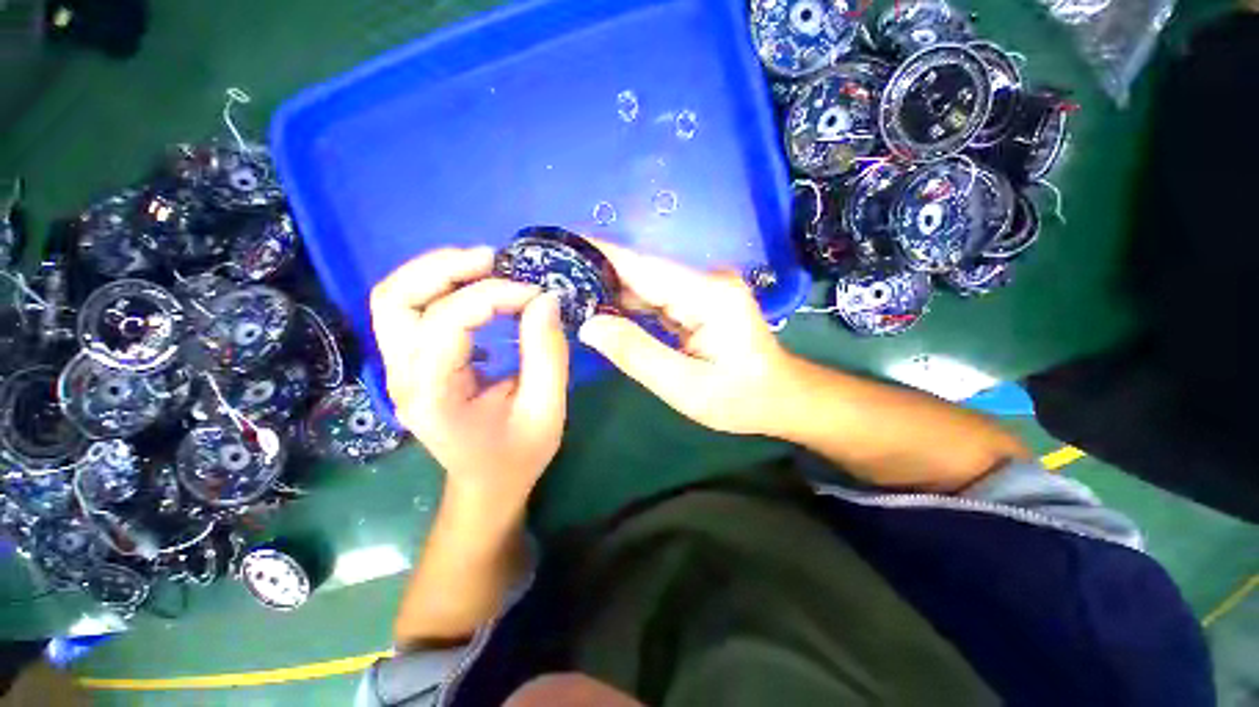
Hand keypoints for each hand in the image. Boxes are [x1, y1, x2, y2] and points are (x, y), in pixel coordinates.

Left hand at [370, 248, 568, 509]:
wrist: (487, 484)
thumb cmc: (518, 455)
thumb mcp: (546, 410)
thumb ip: (548, 354)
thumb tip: (546, 299)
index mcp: (433, 395)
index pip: (446, 322)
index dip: (493, 296)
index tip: (535, 295)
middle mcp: (403, 377)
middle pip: (396, 299)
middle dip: (445, 268)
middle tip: (494, 259)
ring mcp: (400, 368)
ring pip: (395, 298)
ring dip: (437, 272)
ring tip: (485, 266)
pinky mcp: (412, 363)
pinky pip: (412, 310)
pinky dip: (440, 289)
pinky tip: (477, 294)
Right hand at [578, 241, 797, 435]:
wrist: (781, 398)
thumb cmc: (741, 398)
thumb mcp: (686, 388)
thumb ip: (637, 354)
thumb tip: (589, 325)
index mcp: (708, 295)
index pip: (642, 265)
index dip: (599, 253)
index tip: (560, 244)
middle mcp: (705, 281)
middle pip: (641, 272)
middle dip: (597, 273)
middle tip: (552, 277)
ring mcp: (702, 289)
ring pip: (645, 284)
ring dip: (608, 289)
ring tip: (567, 291)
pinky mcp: (698, 301)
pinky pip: (654, 298)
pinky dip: (627, 304)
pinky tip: (600, 310)